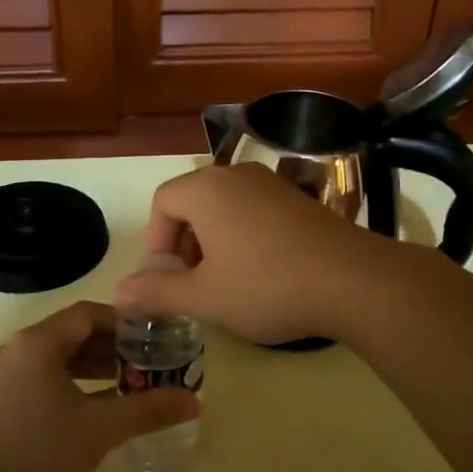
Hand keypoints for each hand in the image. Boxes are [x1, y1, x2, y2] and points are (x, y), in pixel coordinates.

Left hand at [0, 302, 200, 471]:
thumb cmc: (41, 455)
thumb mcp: (101, 429)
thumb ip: (148, 409)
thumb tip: (194, 401)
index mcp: (37, 343)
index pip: (86, 314)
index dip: (123, 322)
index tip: (152, 338)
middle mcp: (15, 349)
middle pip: (70, 333)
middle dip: (110, 347)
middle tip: (145, 364)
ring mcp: (1, 376)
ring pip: (54, 357)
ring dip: (90, 367)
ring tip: (125, 386)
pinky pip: (39, 377)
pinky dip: (69, 383)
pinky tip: (93, 408)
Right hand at [113, 164, 385, 345]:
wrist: (353, 280)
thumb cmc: (267, 285)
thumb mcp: (204, 297)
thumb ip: (157, 292)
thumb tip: (119, 292)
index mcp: (206, 189)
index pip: (162, 202)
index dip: (155, 240)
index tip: (165, 278)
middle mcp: (236, 175)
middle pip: (191, 201)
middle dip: (183, 243)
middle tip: (190, 283)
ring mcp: (271, 183)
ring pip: (223, 206)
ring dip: (212, 241)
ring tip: (223, 281)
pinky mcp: (298, 198)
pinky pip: (253, 210)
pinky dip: (242, 236)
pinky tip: (260, 272)